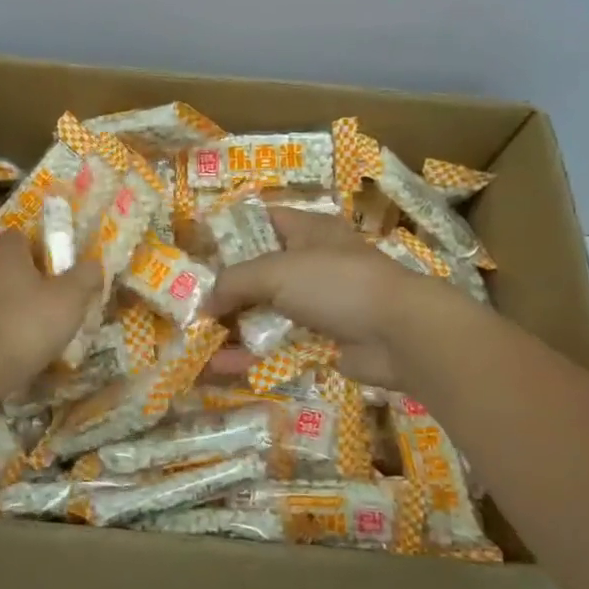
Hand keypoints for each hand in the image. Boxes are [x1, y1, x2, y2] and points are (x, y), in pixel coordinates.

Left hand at [0, 233, 104, 399]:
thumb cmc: (23, 325)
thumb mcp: (69, 300)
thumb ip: (85, 277)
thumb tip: (94, 263)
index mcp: (6, 251)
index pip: (24, 237)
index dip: (44, 252)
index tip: (61, 273)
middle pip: (7, 267)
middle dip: (27, 283)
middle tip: (51, 306)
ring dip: (9, 309)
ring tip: (32, 335)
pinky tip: (9, 354)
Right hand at [205, 208, 461, 388]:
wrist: (400, 333)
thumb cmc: (337, 283)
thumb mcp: (276, 271)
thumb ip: (234, 281)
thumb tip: (204, 303)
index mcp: (307, 231)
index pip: (263, 220)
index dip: (231, 231)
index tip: (197, 249)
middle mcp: (311, 263)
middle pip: (260, 272)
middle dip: (225, 288)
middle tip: (189, 302)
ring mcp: (318, 304)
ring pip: (266, 313)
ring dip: (233, 327)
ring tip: (194, 340)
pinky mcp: (323, 340)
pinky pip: (279, 346)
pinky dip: (251, 356)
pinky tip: (218, 368)